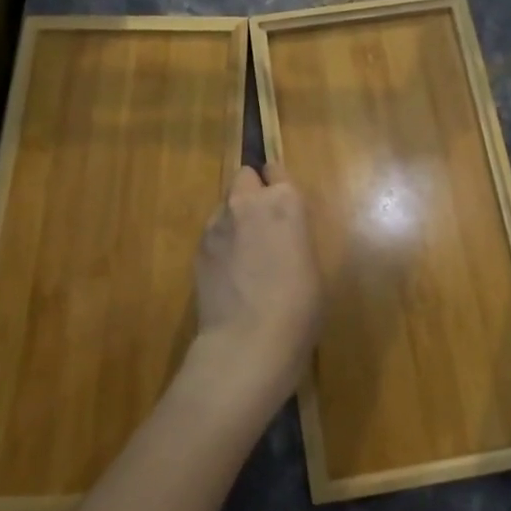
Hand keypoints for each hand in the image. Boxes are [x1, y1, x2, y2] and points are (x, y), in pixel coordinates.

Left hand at [184, 163, 321, 412]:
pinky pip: (213, 234)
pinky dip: (221, 244)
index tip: (283, 203)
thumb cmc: (299, 306)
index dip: (279, 184)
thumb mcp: (312, 263)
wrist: (248, 342)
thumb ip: (294, 234)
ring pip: (225, 206)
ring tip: (244, 256)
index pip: (276, 169)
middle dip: (252, 193)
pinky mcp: (198, 249)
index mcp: (285, 202)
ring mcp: (217, 225)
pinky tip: (230, 274)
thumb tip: (283, 235)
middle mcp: (247, 203)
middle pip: (244, 177)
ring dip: (235, 219)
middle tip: (264, 225)